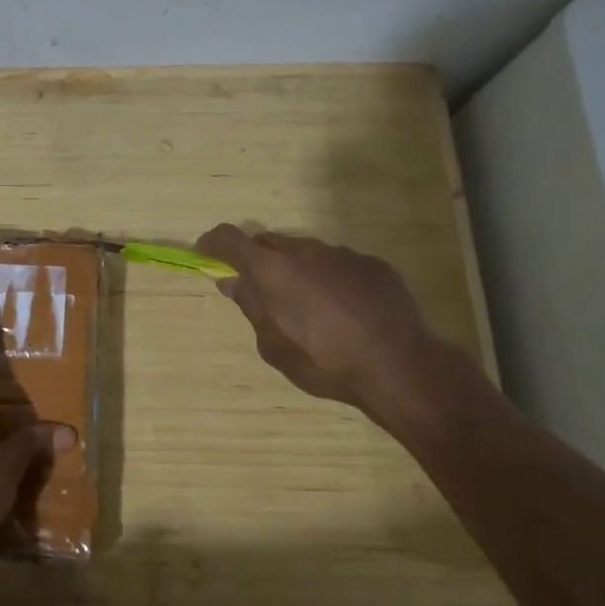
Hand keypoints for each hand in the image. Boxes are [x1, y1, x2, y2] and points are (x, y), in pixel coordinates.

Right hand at [195, 223, 454, 417]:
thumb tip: (232, 282)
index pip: (230, 239)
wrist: (399, 366)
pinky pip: (338, 263)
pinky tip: (343, 309)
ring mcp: (342, 254)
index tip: (205, 253)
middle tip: (259, 289)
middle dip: (257, 259)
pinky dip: (329, 278)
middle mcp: (304, 252)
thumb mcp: (274, 346)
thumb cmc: (325, 362)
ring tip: (307, 305)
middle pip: (269, 242)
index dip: (212, 242)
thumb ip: (251, 307)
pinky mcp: (372, 264)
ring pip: (305, 252)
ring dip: (295, 269)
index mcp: (272, 271)